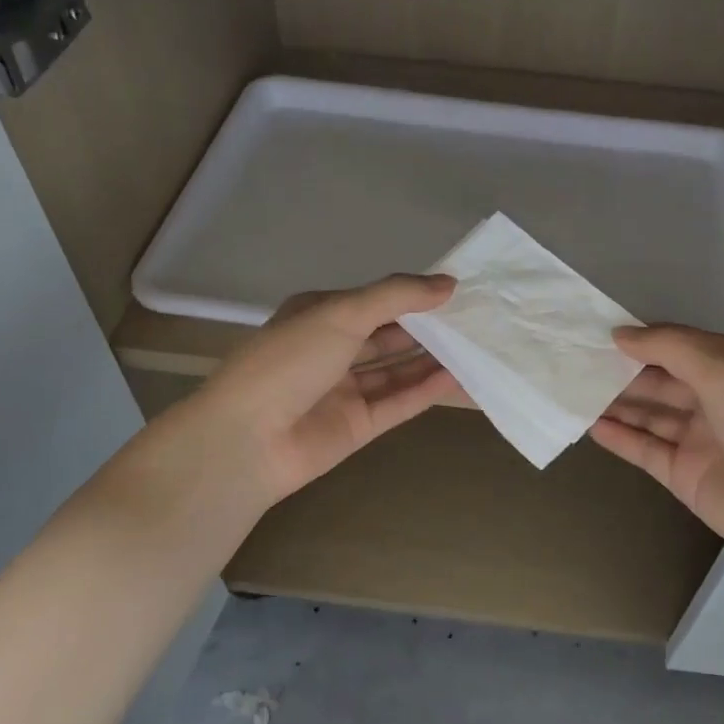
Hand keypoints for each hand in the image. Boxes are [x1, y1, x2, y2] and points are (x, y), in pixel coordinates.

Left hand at [193, 273, 461, 506]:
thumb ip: (397, 296)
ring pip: (396, 370)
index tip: (455, 291)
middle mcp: (331, 350)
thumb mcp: (341, 313)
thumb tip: (449, 283)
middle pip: (388, 336)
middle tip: (475, 320)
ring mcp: (344, 390)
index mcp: (319, 315)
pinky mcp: (357, 426)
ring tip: (476, 346)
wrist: (247, 440)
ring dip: (431, 359)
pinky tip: (458, 377)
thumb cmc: (289, 361)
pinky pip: (398, 403)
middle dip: (427, 328)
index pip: (374, 300)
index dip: (412, 295)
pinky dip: (425, 390)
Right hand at [590, 325, 723, 587]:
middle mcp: (714, 399)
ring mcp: (698, 439)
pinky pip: (645, 450)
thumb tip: (620, 334)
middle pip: (658, 379)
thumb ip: (671, 349)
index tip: (594, 331)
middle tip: (572, 361)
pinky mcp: (686, 476)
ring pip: (648, 414)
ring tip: (571, 389)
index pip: (676, 344)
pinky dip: (620, 438)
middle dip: (620, 370)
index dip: (639, 338)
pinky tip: (590, 425)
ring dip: (614, 402)